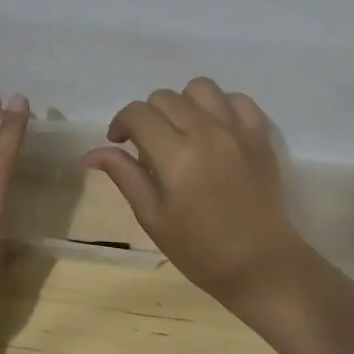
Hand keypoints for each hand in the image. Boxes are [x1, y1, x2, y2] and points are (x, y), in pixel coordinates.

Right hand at [84, 78, 307, 303]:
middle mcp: (207, 133)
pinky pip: (237, 99)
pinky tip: (214, 130)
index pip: (137, 114)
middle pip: (165, 97)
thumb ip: (125, 176)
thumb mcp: (153, 217)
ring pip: (200, 88)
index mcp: (176, 156)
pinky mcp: (261, 135)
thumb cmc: (200, 250)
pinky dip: (221, 107)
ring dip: (183, 103)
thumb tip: (92, 153)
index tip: (120, 143)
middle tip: (150, 145)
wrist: (260, 265)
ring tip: (183, 130)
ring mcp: (238, 131)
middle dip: (148, 115)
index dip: (121, 123)